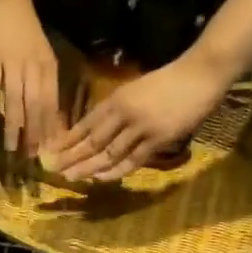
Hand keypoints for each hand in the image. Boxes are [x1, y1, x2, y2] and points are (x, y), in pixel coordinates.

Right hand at [0, 0, 60, 155]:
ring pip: (15, 100)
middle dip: (33, 133)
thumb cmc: (26, 31)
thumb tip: (50, 116)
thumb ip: (45, 84)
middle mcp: (32, 67)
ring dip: (13, 126)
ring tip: (10, 147)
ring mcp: (11, 63)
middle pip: (35, 106)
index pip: (51, 102)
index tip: (47, 149)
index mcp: (48, 67)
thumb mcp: (42, 56)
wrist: (7, 0)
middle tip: (30, 156)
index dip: (49, 127)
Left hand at [45, 51, 230, 181]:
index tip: (51, 152)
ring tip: (71, 178)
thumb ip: (118, 109)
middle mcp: (124, 113)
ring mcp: (141, 128)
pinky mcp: (158, 139)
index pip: (85, 124)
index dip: (67, 140)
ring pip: (108, 152)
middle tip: (53, 170)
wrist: (200, 74)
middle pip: (91, 140)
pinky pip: (132, 159)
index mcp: (116, 99)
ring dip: (88, 167)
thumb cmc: (169, 81)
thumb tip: (97, 130)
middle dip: (71, 157)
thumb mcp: (135, 90)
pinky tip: (100, 178)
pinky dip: (115, 171)